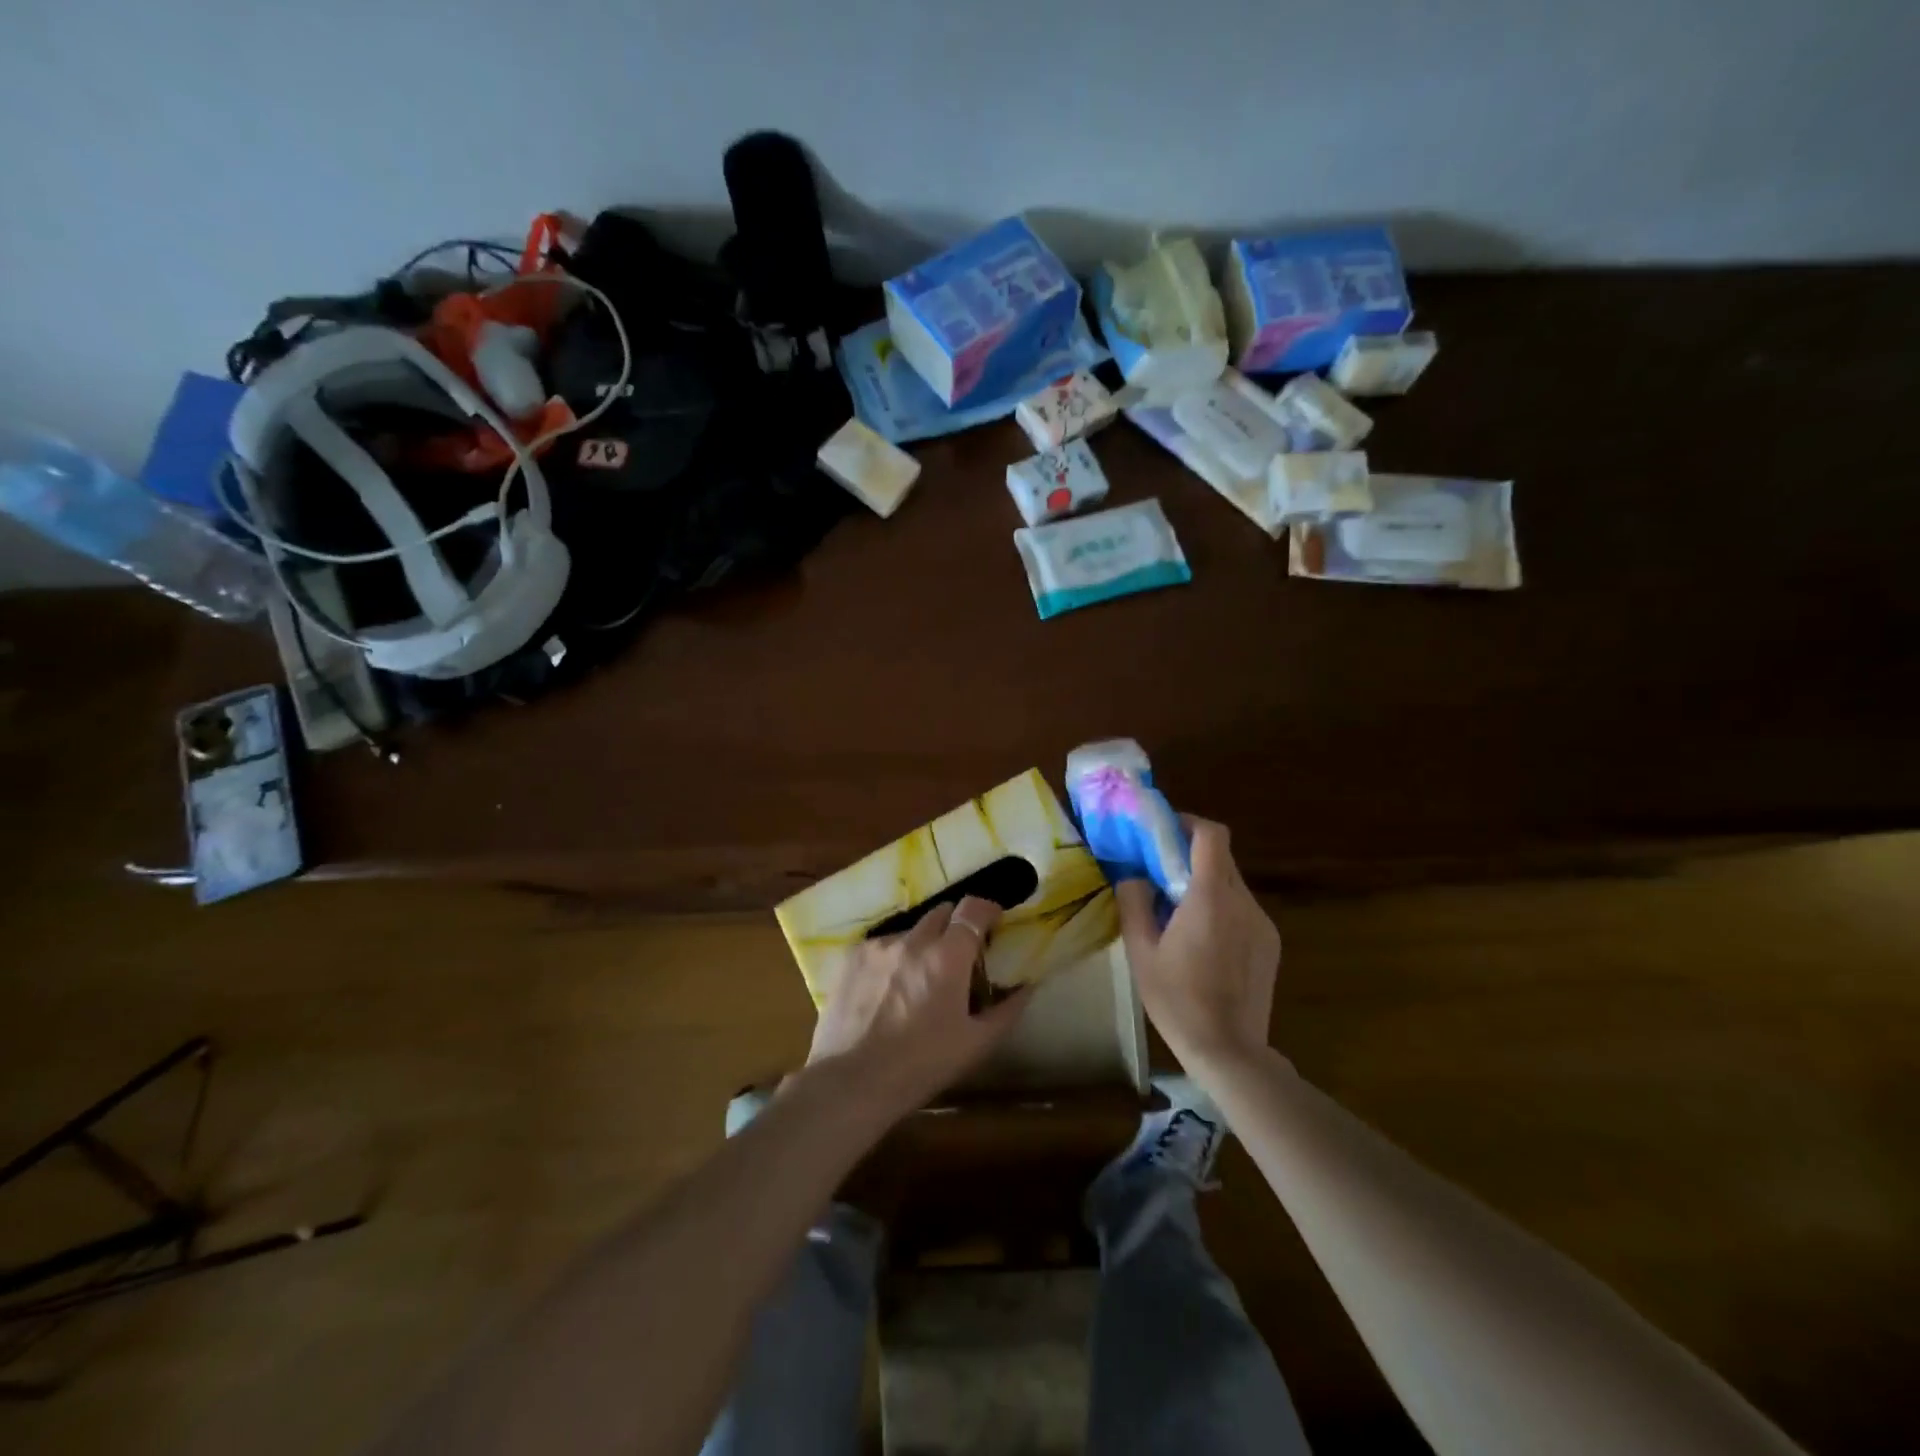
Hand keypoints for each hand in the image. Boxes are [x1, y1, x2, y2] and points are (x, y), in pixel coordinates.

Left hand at [804, 897, 1031, 1121]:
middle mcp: (913, 940)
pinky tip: (888, 987)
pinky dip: (894, 956)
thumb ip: (1007, 1010)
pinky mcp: (853, 956)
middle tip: (959, 954)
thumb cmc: (922, 1065)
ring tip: (919, 976)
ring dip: (923, 943)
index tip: (994, 920)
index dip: (987, 909)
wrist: (852, 1082)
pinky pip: (883, 944)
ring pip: (911, 929)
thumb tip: (1027, 986)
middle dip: (955, 925)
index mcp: (948, 956)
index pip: (973, 909)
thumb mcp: (975, 1044)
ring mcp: (880, 945)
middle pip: (942, 912)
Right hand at [1116, 817, 1279, 1077]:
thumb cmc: (1177, 1000)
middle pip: (1221, 857)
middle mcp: (1242, 902)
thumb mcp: (1141, 952)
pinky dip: (1221, 907)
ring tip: (1178, 911)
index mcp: (1209, 898)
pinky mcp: (1270, 943)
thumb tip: (1132, 875)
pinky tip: (1203, 941)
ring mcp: (1262, 923)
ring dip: (1205, 883)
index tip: (1164, 830)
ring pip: (1232, 883)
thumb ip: (1134, 903)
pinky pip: (1242, 909)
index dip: (1189, 823)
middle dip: (1191, 854)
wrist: (1230, 1051)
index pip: (1211, 836)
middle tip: (1161, 871)